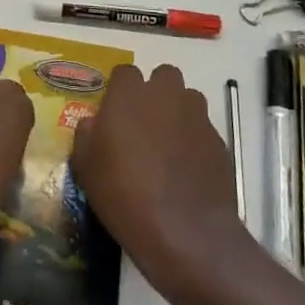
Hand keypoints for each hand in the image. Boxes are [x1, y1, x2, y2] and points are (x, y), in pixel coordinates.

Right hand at [72, 64, 242, 293]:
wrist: (185, 232)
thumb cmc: (124, 195)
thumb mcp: (86, 168)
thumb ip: (87, 134)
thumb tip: (95, 122)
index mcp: (129, 95)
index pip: (124, 72)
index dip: (120, 90)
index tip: (115, 113)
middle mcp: (165, 94)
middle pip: (163, 75)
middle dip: (155, 92)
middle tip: (144, 123)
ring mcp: (196, 115)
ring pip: (187, 98)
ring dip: (178, 112)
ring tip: (168, 146)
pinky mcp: (218, 140)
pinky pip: (203, 128)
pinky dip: (195, 140)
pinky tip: (187, 170)